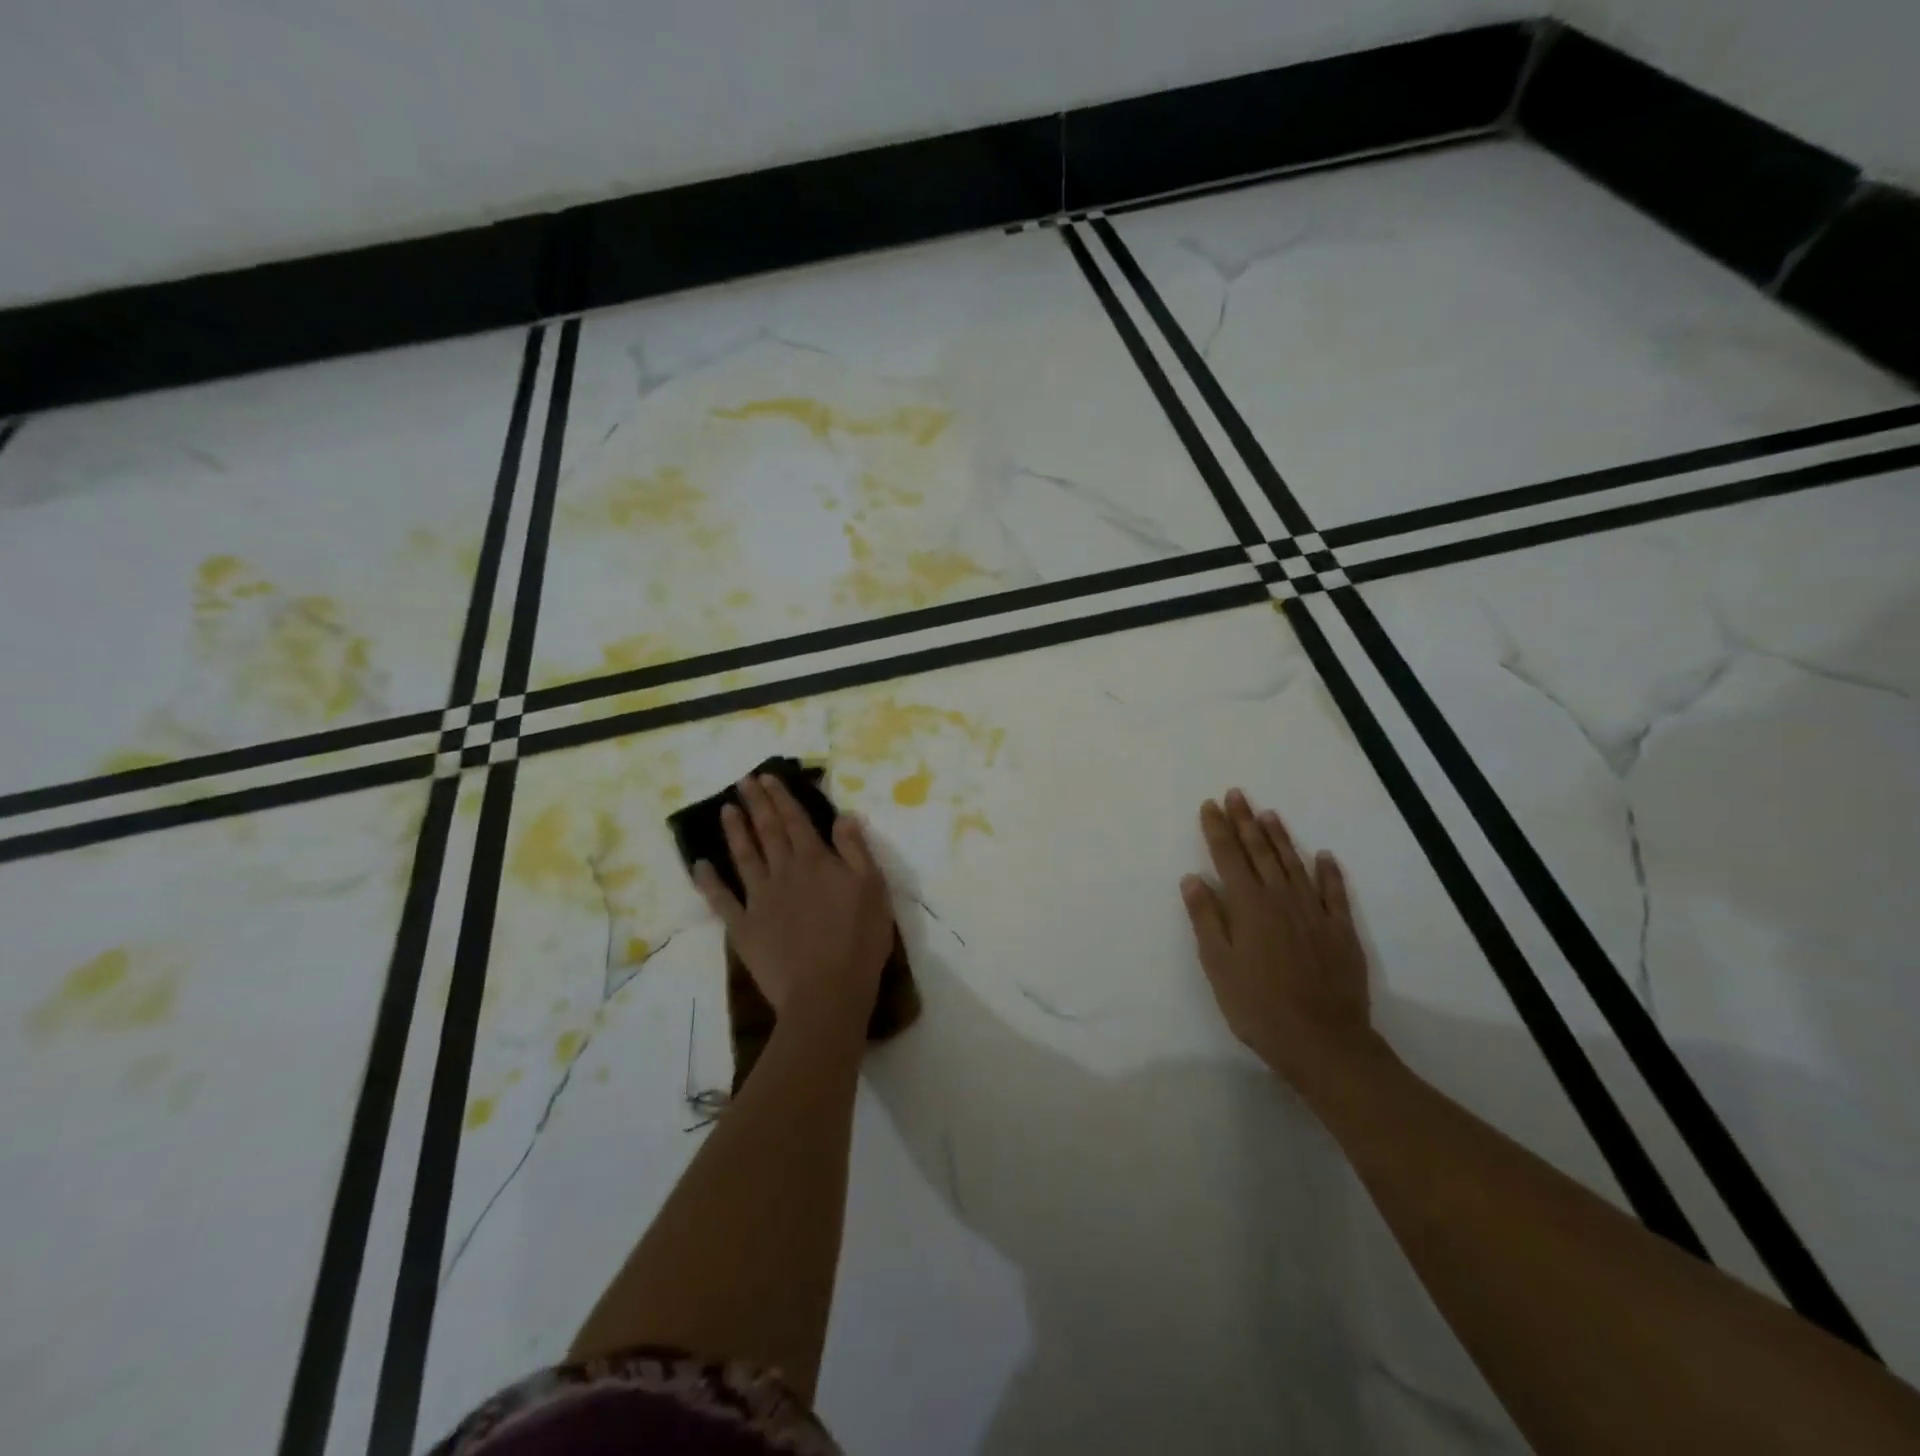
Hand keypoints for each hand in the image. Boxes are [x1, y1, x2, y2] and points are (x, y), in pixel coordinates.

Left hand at [693, 774, 894, 1030]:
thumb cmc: (858, 941)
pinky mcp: (744, 927)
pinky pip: (721, 899)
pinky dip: (709, 881)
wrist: (826, 992)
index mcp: (816, 862)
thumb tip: (844, 816)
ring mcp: (760, 899)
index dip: (782, 797)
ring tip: (726, 809)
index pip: (796, 821)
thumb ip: (856, 851)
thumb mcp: (873, 889)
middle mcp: (784, 872)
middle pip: (768, 832)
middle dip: (756, 804)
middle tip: (743, 781)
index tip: (767, 777)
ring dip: (735, 831)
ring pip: (744, 857)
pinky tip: (700, 864)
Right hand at [1181, 789, 1384, 1090]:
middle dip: (1245, 821)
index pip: (1228, 856)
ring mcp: (1314, 912)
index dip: (1218, 829)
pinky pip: (1334, 891)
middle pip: (1260, 852)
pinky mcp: (1340, 930)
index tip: (1210, 805)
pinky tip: (1324, 856)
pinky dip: (1328, 871)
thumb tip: (1193, 878)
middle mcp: (1281, 898)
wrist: (1323, 1041)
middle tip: (1236, 794)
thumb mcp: (1218, 965)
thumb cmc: (1258, 1006)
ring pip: (1294, 863)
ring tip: (1268, 813)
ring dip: (1280, 837)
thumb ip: (1206, 918)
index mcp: (1248, 905)